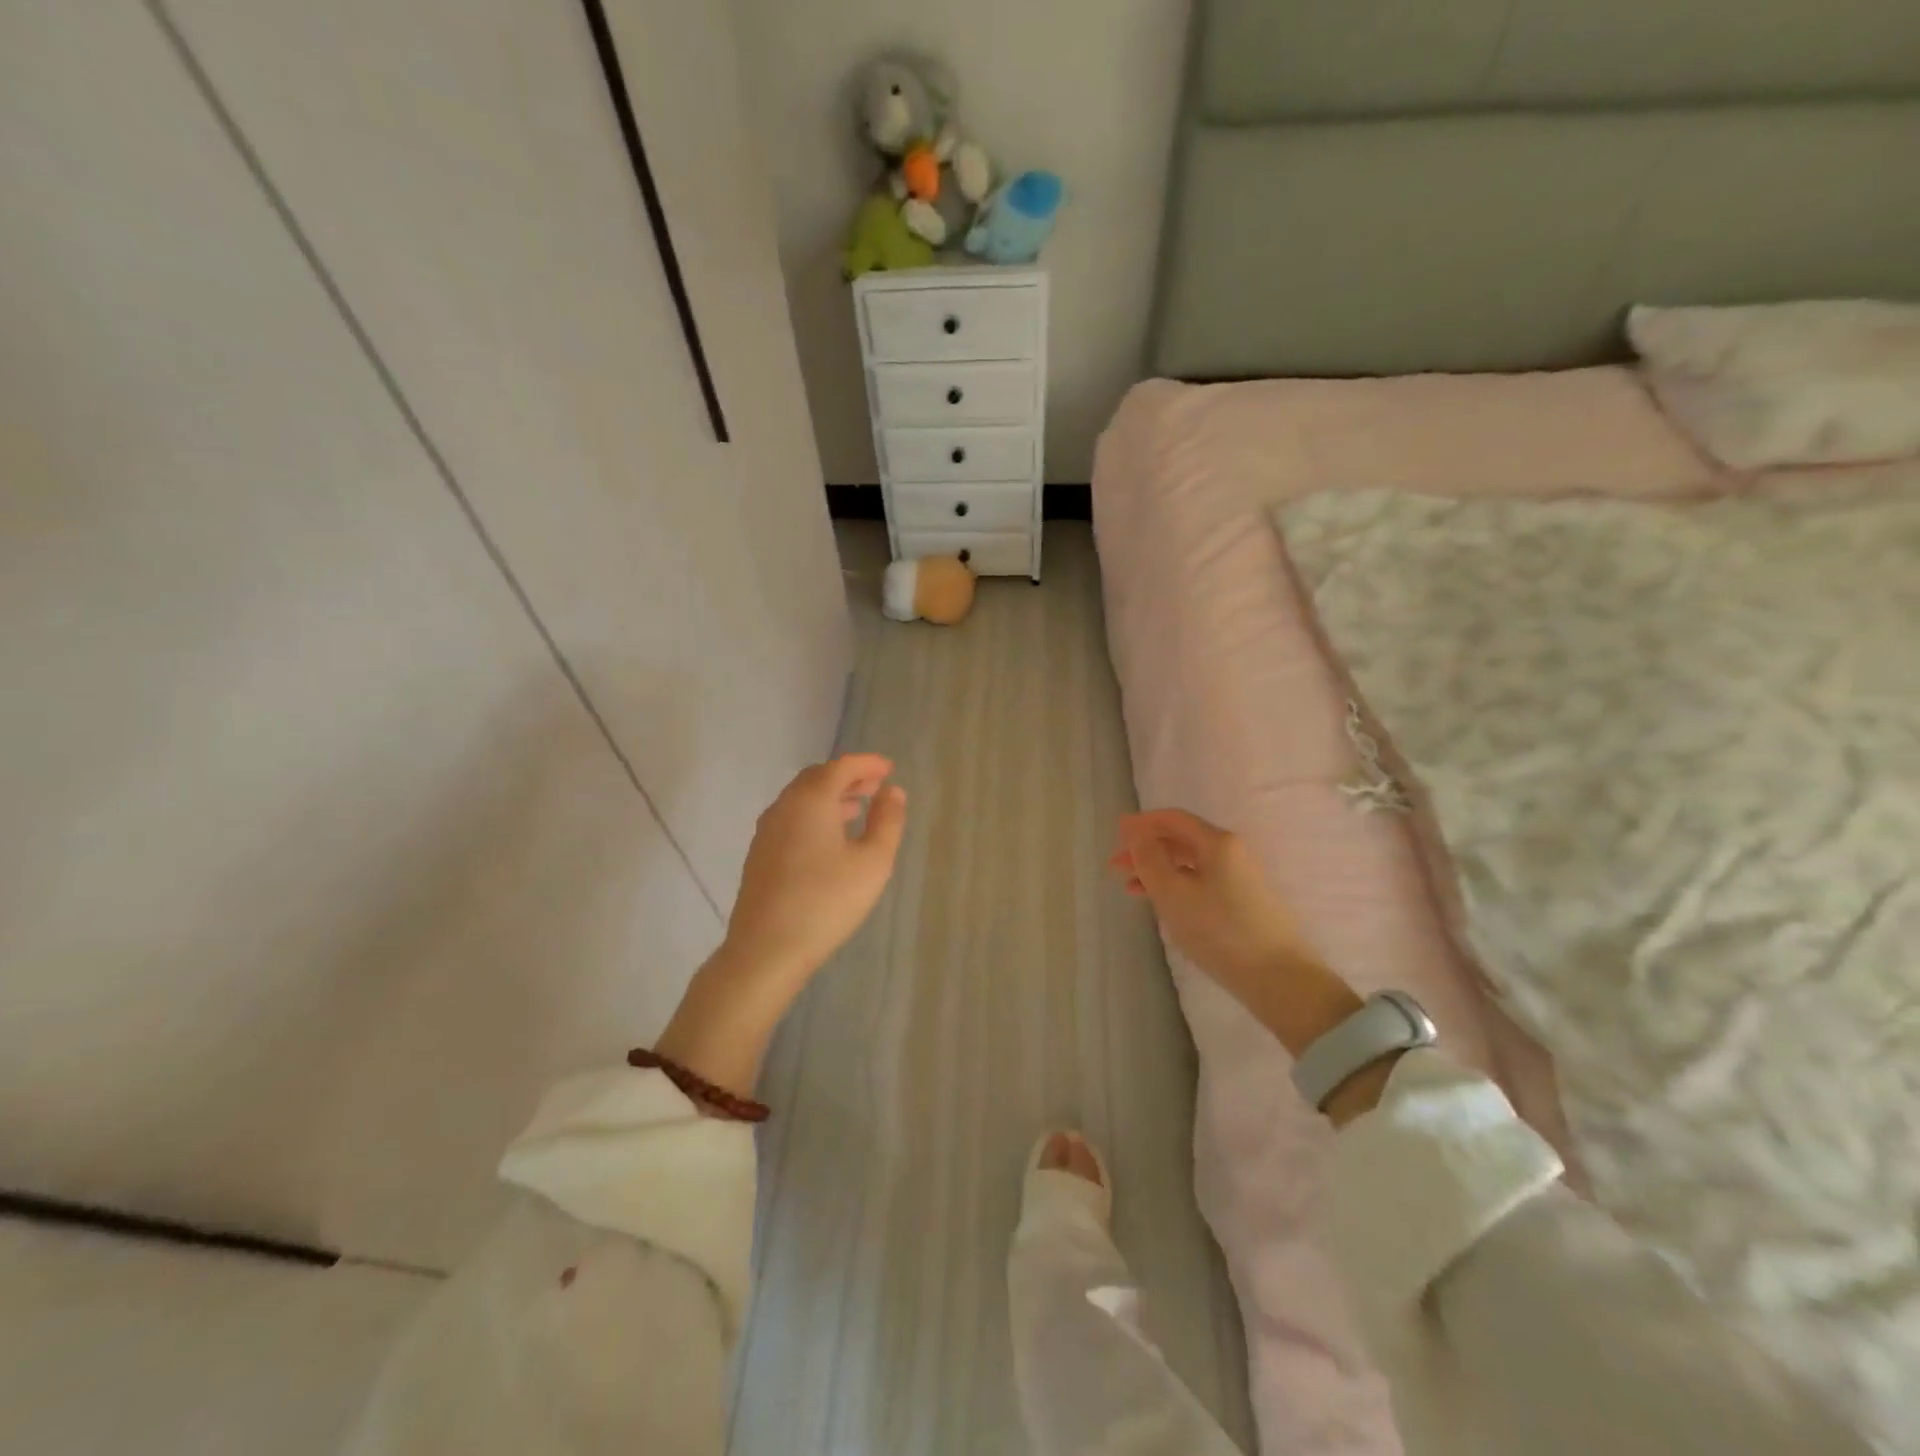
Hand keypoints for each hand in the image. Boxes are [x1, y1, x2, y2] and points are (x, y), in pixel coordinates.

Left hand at [724, 753, 906, 983]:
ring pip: (802, 800)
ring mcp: (767, 831)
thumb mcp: (872, 862)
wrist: (766, 949)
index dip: (867, 763)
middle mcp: (784, 807)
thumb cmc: (826, 901)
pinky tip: (830, 839)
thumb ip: (887, 821)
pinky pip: (792, 819)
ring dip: (831, 796)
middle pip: (817, 778)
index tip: (889, 768)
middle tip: (875, 786)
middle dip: (848, 777)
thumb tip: (893, 792)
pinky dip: (815, 815)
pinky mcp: (760, 855)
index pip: (841, 767)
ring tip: (858, 808)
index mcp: (811, 800)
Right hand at [1112, 809, 1362, 1059]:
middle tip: (1116, 866)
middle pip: (1180, 840)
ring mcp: (1239, 877)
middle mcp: (1231, 852)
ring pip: (1189, 863)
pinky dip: (1175, 886)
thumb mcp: (1172, 892)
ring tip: (1130, 888)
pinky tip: (1161, 905)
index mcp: (1217, 842)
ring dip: (1157, 870)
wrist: (1277, 977)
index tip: (1115, 834)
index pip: (1172, 819)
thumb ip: (1148, 857)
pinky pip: (1200, 882)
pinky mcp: (1242, 902)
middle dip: (1146, 849)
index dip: (1141, 823)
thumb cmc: (1218, 930)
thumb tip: (1132, 828)